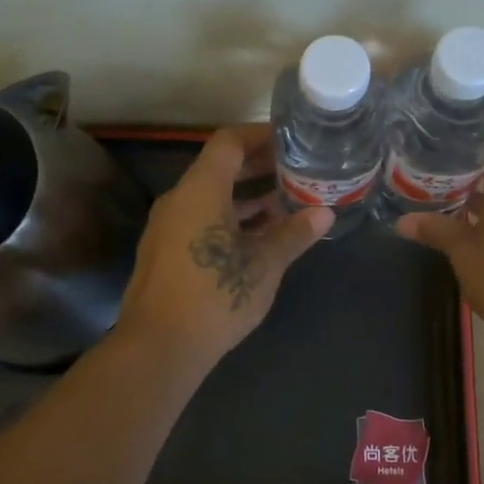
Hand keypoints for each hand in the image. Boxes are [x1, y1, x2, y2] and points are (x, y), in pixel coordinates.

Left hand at [115, 124, 333, 370]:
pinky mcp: (166, 251)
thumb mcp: (264, 264)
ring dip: (246, 196)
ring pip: (210, 195)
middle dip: (258, 166)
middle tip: (296, 170)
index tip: (291, 141)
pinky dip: (229, 217)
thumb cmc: (215, 296)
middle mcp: (179, 199)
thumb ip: (294, 234)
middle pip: (219, 167)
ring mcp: (168, 226)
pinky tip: (258, 236)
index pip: (229, 141)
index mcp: (200, 190)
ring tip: (285, 202)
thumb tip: (325, 213)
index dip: (260, 135)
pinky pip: (200, 218)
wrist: (158, 348)